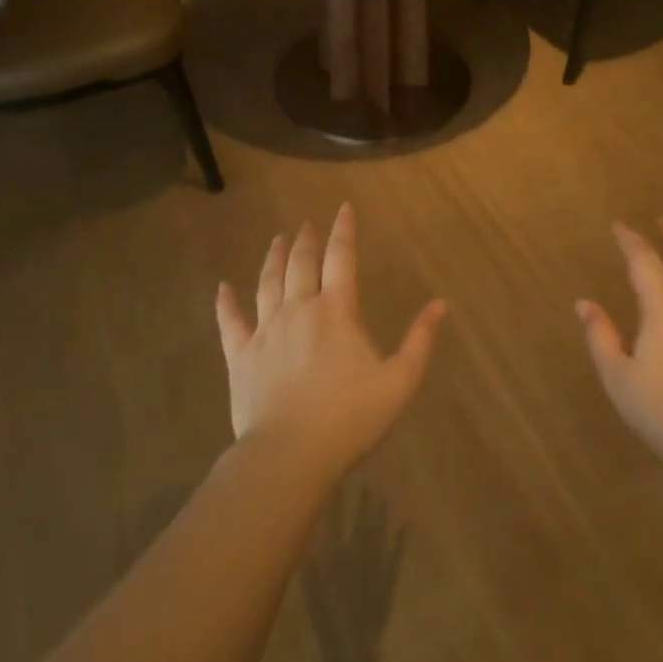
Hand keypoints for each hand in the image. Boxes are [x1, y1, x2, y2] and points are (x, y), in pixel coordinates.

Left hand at [216, 204, 446, 477]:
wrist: (290, 453)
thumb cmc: (351, 416)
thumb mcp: (400, 380)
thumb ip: (420, 340)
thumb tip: (440, 304)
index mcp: (337, 311)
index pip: (342, 258)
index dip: (344, 231)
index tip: (343, 208)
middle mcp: (299, 309)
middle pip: (301, 264)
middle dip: (306, 240)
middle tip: (306, 224)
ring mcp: (265, 331)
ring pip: (267, 283)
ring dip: (273, 258)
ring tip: (277, 239)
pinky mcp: (240, 356)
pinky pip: (230, 321)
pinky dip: (225, 302)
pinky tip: (222, 287)